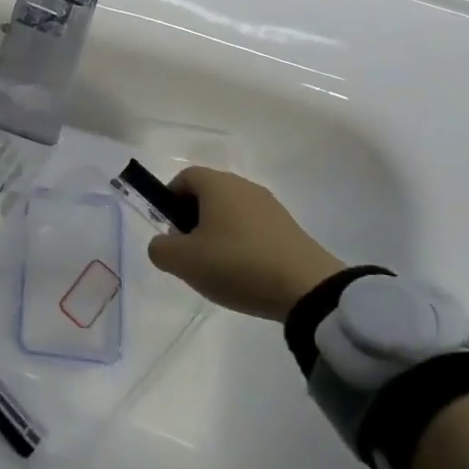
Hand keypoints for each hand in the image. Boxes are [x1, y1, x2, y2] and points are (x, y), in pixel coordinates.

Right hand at [146, 166, 345, 322]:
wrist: (309, 289)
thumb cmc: (237, 264)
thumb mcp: (184, 262)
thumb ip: (160, 248)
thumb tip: (163, 244)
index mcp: (217, 184)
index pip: (184, 178)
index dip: (170, 201)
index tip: (171, 232)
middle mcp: (243, 186)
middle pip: (208, 195)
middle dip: (193, 220)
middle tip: (191, 253)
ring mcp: (270, 206)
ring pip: (232, 213)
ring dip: (219, 234)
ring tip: (220, 269)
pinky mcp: (290, 229)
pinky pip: (254, 229)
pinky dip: (244, 245)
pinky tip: (247, 274)